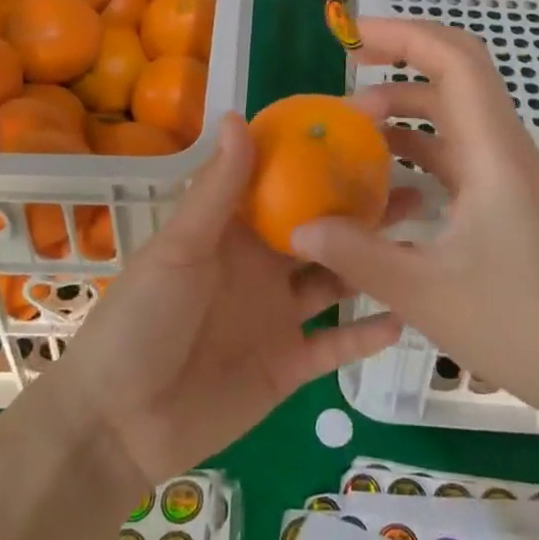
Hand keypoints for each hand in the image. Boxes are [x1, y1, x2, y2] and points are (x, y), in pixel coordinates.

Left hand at [43, 114, 403, 488]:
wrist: (117, 424)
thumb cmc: (141, 319)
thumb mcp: (180, 247)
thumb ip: (217, 189)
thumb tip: (238, 115)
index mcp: (235, 231)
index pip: (285, 185)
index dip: (320, 160)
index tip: (365, 135)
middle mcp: (263, 266)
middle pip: (322, 230)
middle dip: (363, 210)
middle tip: (416, 186)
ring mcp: (278, 316)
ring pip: (336, 281)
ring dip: (372, 264)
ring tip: (420, 244)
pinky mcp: (288, 365)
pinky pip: (335, 345)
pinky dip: (366, 334)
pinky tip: (404, 314)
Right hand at [292, 17, 538, 426]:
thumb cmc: (519, 324)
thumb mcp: (424, 292)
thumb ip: (356, 254)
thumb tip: (298, 227)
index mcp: (491, 150)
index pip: (454, 59)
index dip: (403, 34)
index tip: (352, 36)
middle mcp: (501, 146)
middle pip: (455, 71)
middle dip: (401, 57)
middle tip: (348, 68)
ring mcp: (504, 170)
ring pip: (453, 111)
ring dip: (405, 106)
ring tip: (353, 126)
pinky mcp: (503, 195)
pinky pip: (454, 149)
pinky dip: (417, 146)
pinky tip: (383, 175)